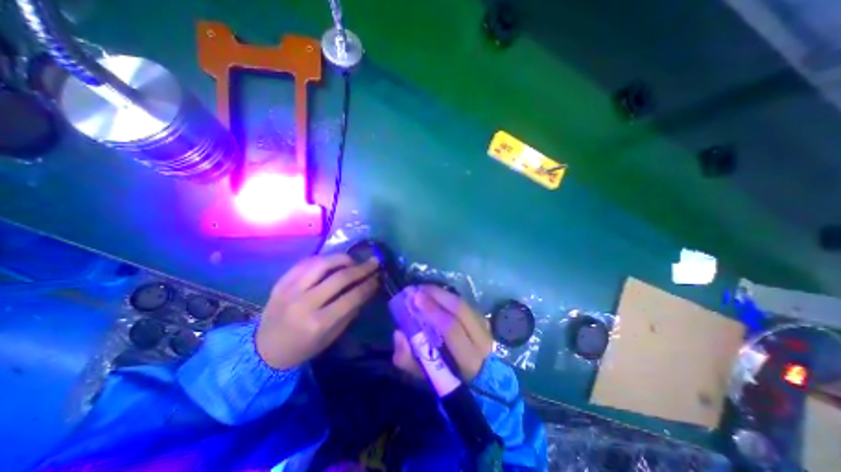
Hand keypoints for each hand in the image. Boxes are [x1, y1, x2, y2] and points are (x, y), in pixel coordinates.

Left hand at [253, 253, 378, 370]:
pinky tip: (331, 261)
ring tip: (352, 260)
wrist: (264, 350)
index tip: (378, 277)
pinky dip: (322, 259)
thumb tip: (366, 289)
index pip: (352, 297)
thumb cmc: (303, 347)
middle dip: (362, 268)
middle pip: (339, 277)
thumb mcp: (332, 336)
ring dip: (342, 258)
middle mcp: (305, 303)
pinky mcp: (281, 282)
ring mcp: (290, 290)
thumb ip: (350, 311)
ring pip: (322, 263)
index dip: (369, 285)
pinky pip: (305, 262)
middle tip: (374, 262)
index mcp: (319, 322)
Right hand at [393, 285, 494, 378]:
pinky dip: (449, 297)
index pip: (451, 328)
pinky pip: (466, 304)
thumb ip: (408, 359)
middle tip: (418, 288)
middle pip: (460, 309)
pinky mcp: (485, 321)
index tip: (415, 297)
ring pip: (464, 303)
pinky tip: (437, 295)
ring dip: (443, 293)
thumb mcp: (426, 376)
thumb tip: (398, 333)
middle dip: (437, 295)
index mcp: (469, 359)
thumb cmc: (449, 379)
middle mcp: (482, 340)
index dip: (432, 310)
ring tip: (425, 289)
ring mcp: (486, 328)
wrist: (481, 381)